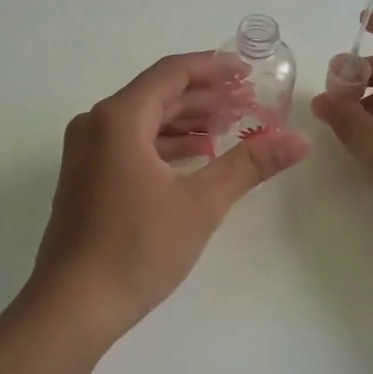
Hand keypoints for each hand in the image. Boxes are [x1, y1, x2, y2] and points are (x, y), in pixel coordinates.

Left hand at [30, 52, 310, 339]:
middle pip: (156, 95)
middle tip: (248, 101)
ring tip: (229, 126)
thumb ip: (249, 164)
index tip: (248, 71)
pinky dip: (164, 144)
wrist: (73, 306)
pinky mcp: (84, 178)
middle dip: (204, 96)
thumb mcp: (201, 203)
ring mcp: (85, 152)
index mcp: (118, 118)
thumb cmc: (137, 248)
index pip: (170, 73)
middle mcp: (95, 124)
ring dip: (185, 121)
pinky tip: (195, 157)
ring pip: (143, 121)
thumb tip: (299, 140)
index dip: (212, 67)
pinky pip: (129, 144)